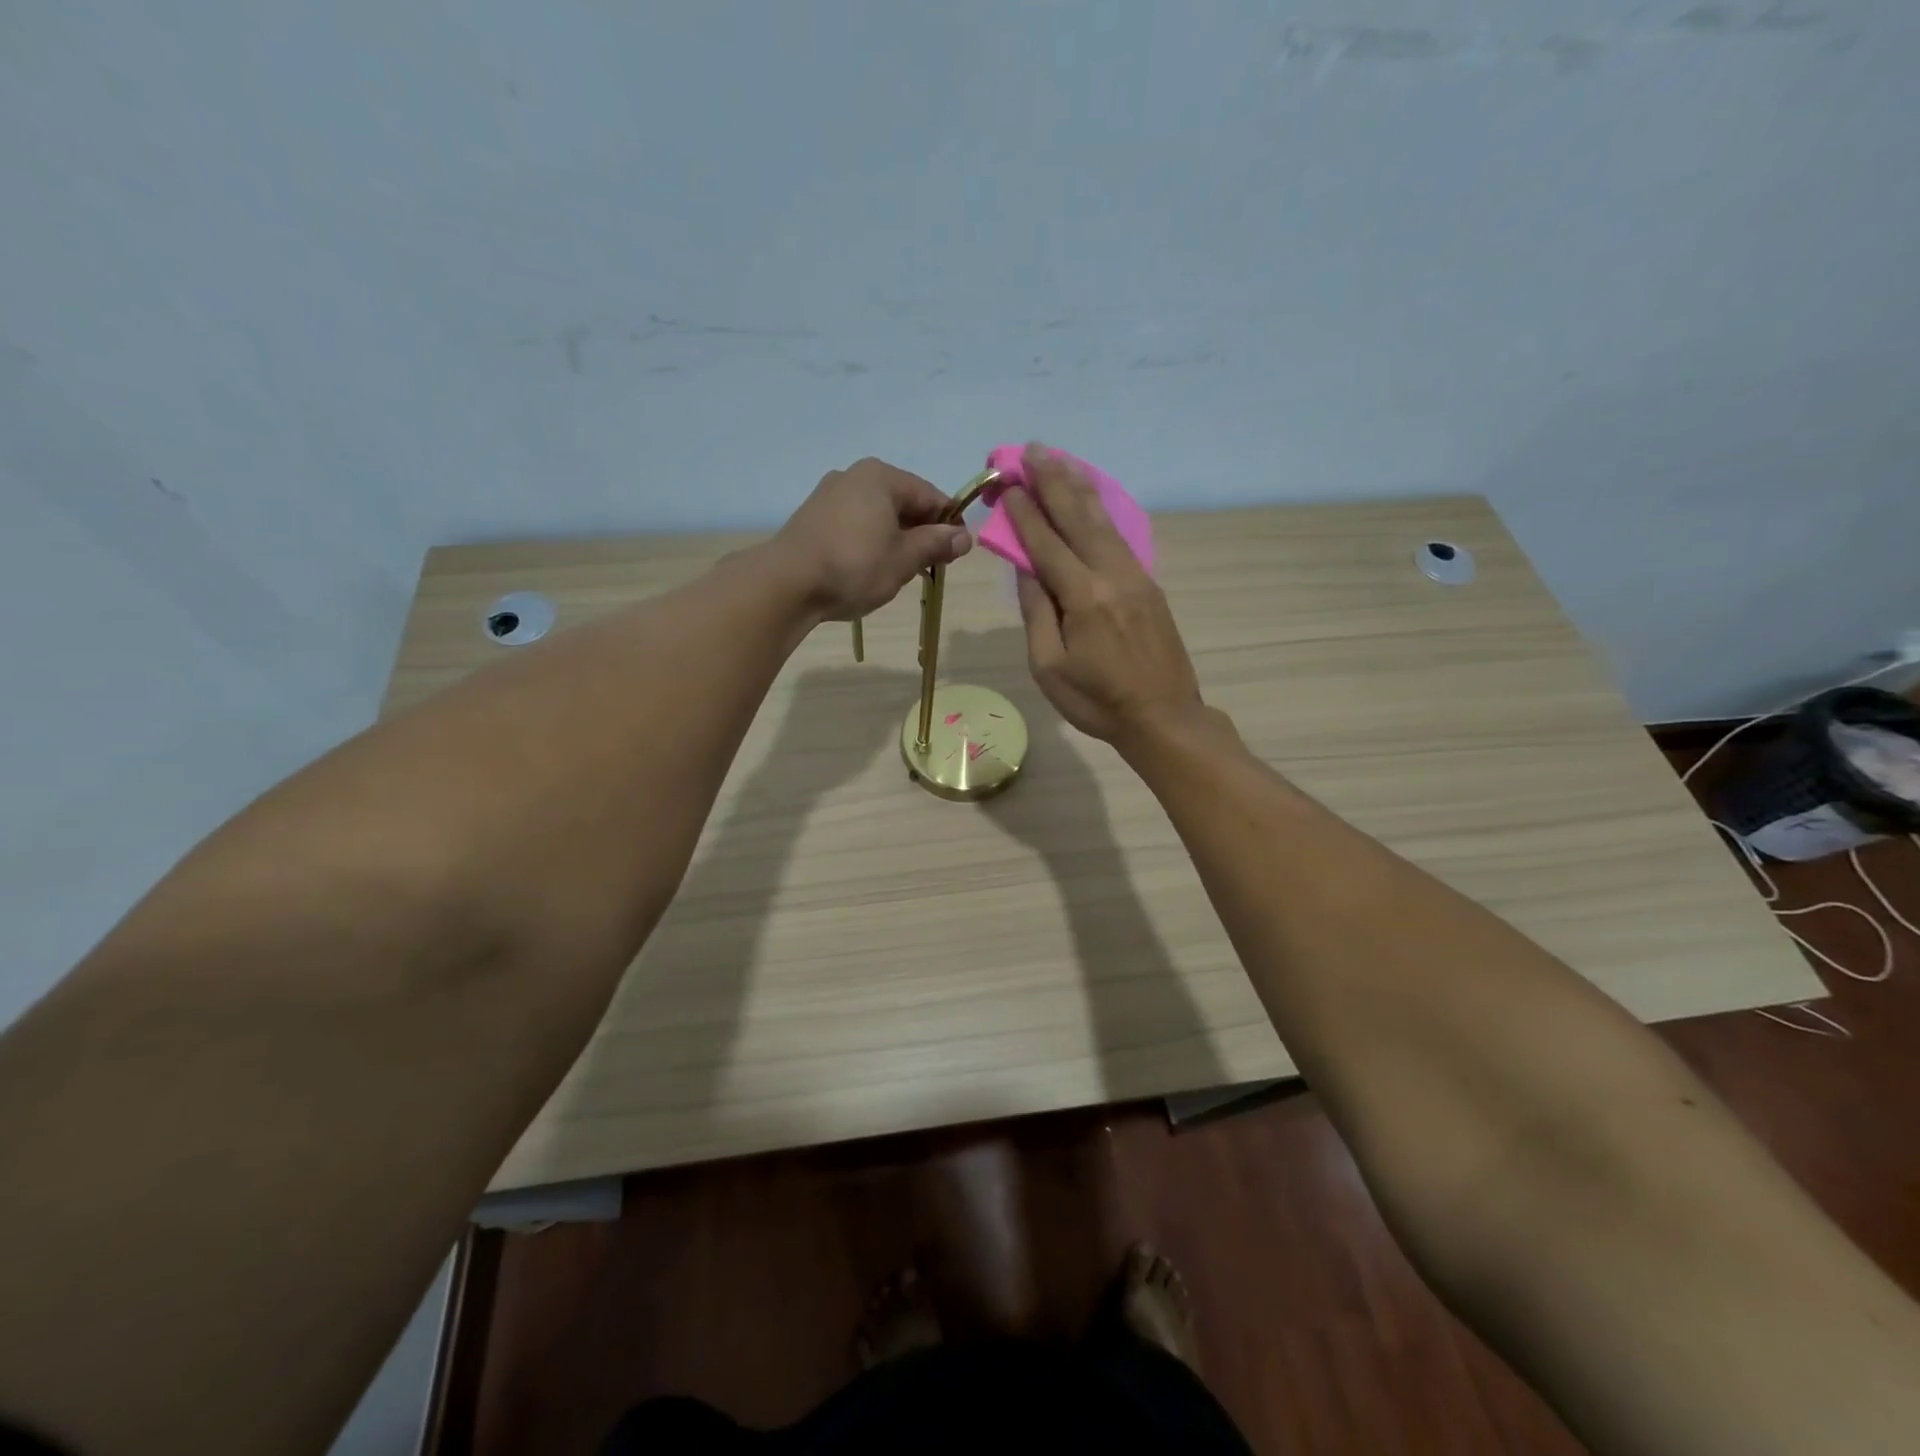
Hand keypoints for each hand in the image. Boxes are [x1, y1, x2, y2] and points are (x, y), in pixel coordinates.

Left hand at [774, 458, 971, 621]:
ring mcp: (829, 494)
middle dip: (920, 533)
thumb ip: (936, 544)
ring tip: (897, 573)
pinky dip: (869, 542)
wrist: (787, 583)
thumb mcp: (904, 559)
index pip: (931, 496)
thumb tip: (964, 536)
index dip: (949, 525)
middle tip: (927, 568)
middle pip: (903, 503)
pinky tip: (867, 569)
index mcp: (882, 477)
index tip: (955, 555)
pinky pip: (854, 524)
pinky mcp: (812, 517)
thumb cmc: (854, 566)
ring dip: (895, 540)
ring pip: (878, 515)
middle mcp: (854, 476)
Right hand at [1005, 444, 1202, 743]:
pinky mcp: (1149, 585)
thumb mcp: (1049, 668)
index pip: (1046, 544)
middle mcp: (1111, 575)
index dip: (1024, 513)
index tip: (1007, 483)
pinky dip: (1102, 510)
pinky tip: (1092, 496)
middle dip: (1051, 482)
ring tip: (1059, 458)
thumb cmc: (1096, 701)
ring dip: (1078, 487)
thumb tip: (1027, 568)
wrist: (1163, 717)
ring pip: (1103, 521)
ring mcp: (1135, 576)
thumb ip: (1036, 613)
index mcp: (1083, 598)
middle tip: (1031, 450)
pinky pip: (1120, 536)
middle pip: (1077, 518)